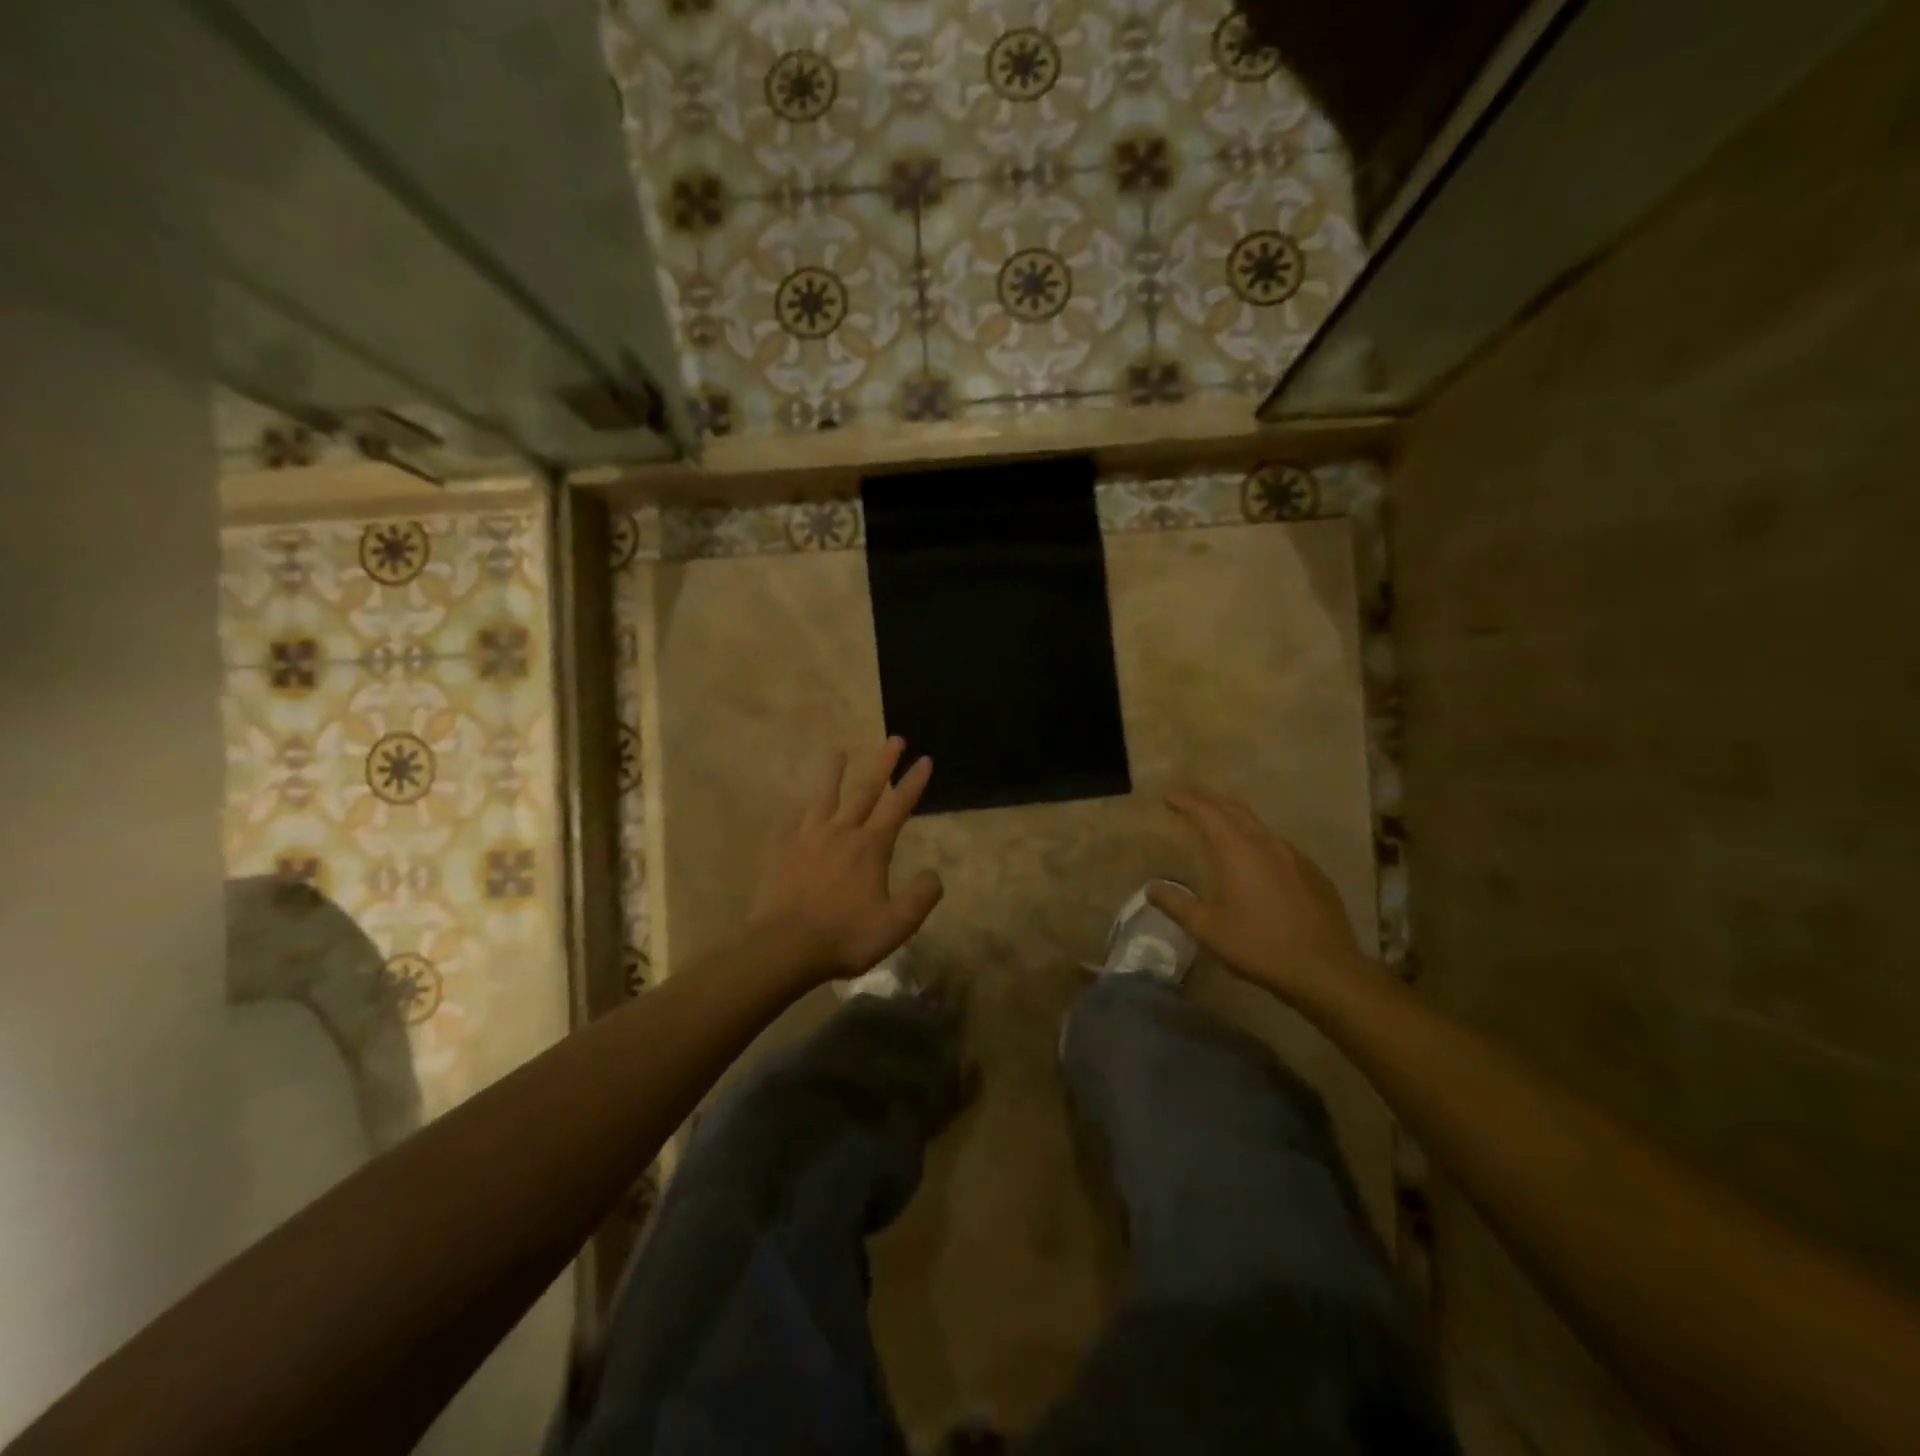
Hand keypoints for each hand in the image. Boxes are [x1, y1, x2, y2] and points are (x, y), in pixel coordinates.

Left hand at [749, 739, 943, 982]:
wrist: (785, 947)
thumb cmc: (845, 937)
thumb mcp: (896, 924)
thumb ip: (921, 897)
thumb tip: (933, 874)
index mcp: (871, 847)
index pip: (898, 806)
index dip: (913, 782)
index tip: (924, 759)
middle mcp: (841, 832)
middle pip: (865, 790)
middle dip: (883, 763)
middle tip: (894, 739)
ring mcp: (807, 838)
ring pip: (824, 796)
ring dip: (834, 773)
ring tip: (838, 752)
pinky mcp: (782, 850)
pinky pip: (792, 820)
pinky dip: (799, 809)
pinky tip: (799, 805)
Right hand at [1149, 786, 1370, 1004]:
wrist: (1325, 968)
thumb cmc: (1258, 944)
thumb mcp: (1207, 928)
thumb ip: (1176, 904)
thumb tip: (1151, 888)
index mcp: (1236, 849)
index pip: (1206, 811)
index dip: (1185, 800)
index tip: (1168, 794)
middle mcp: (1265, 842)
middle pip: (1233, 808)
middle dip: (1208, 799)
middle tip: (1188, 795)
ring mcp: (1293, 855)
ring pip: (1257, 824)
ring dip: (1233, 816)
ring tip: (1217, 819)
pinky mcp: (1311, 872)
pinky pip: (1276, 844)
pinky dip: (1256, 838)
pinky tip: (1254, 856)